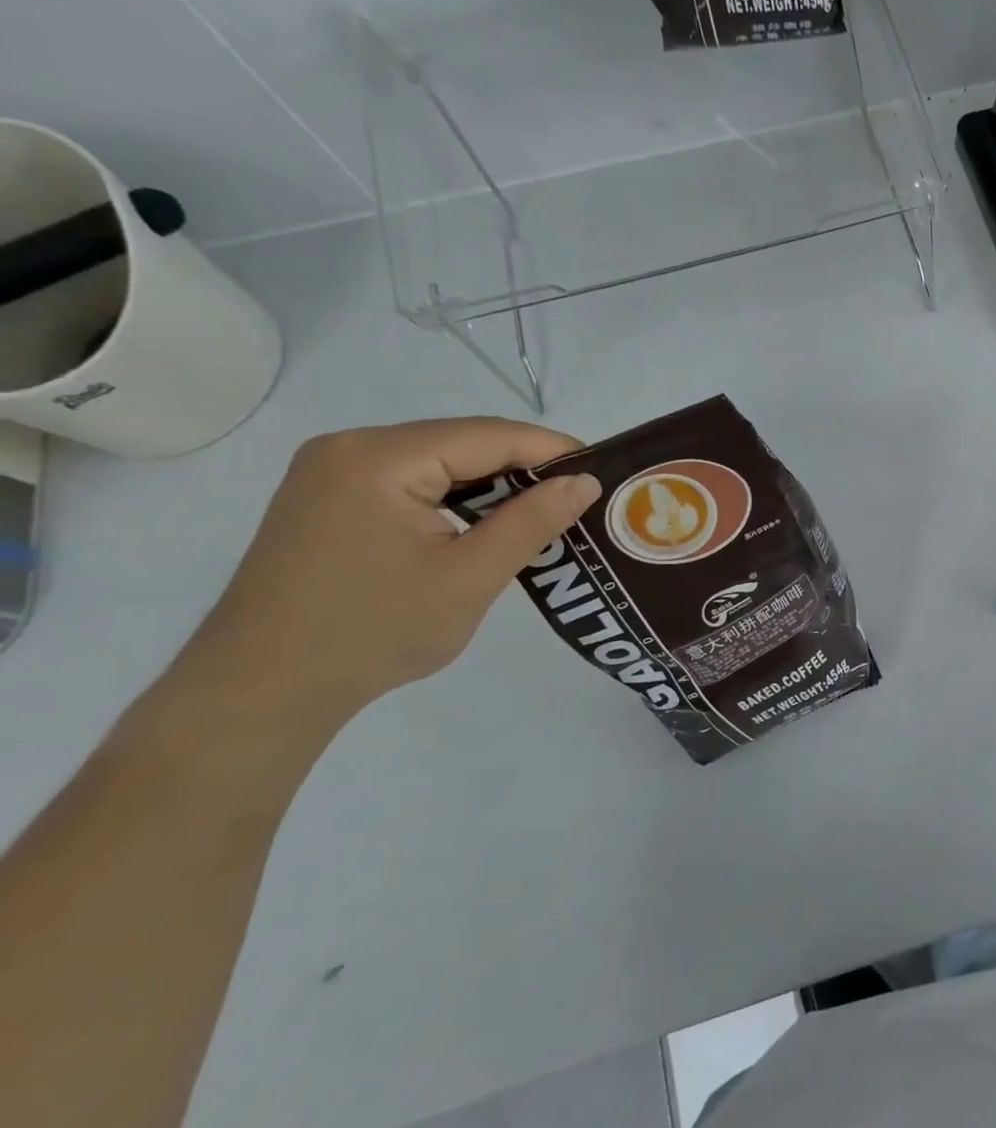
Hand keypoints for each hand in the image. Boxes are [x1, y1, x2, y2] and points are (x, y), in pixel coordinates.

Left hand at [171, 418, 600, 727]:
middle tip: (578, 499)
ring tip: (542, 514)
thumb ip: (532, 521)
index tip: (602, 473)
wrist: (261, 692)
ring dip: (492, 486)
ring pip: (439, 462)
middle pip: (462, 443)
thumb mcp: (471, 577)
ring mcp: (331, 473)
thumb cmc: (373, 632)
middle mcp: (349, 448)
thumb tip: (584, 482)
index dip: (552, 449)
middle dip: (524, 468)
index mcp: (380, 458)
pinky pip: (411, 483)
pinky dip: (456, 500)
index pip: (489, 435)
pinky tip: (484, 526)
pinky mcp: (327, 501)